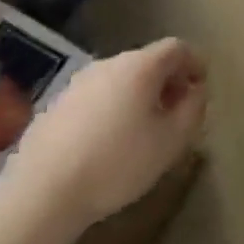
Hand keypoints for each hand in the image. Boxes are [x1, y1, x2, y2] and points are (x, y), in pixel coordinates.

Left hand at [4, 39, 206, 232]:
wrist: (40, 195)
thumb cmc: (117, 163)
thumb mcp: (172, 140)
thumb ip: (193, 109)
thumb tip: (196, 91)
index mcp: (140, 66)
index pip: (177, 48)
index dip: (195, 63)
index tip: (202, 87)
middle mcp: (107, 64)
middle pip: (147, 62)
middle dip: (167, 82)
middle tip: (176, 111)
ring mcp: (76, 84)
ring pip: (119, 80)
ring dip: (138, 96)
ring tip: (143, 130)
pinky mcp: (53, 107)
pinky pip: (95, 99)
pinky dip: (111, 110)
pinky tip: (107, 144)